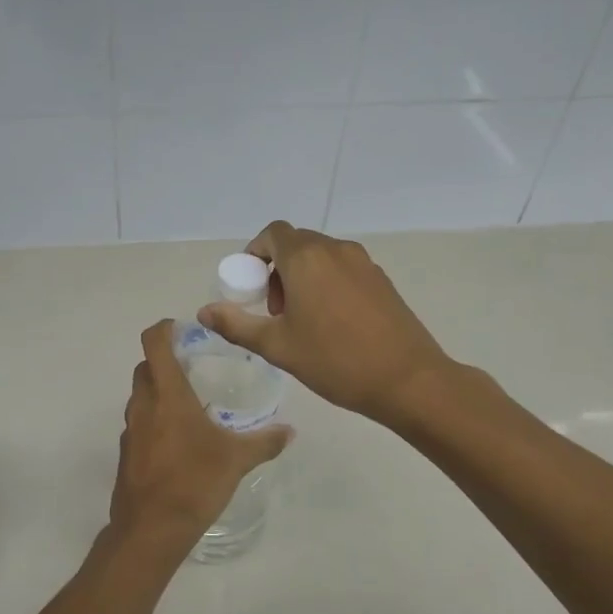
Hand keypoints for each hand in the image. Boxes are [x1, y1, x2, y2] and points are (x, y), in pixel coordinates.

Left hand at [110, 320, 292, 557]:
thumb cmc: (194, 483)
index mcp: (168, 395)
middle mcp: (144, 404)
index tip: (182, 329)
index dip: (164, 329)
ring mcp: (130, 429)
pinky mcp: (126, 452)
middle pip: (145, 367)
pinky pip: (138, 422)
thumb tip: (290, 431)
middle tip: (193, 366)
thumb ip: (264, 442)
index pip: (154, 343)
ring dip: (158, 390)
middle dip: (164, 360)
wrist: (150, 530)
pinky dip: (153, 418)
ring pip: (140, 395)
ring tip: (189, 402)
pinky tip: (177, 439)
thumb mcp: (237, 460)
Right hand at [198, 221, 450, 426]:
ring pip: (321, 256)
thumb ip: (237, 324)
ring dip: (302, 276)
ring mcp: (363, 263)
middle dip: (277, 269)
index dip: (255, 253)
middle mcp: (335, 250)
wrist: (408, 380)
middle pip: (296, 243)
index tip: (251, 287)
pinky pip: (343, 269)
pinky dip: (327, 283)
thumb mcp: (278, 346)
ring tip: (302, 319)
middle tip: (275, 310)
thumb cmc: (335, 361)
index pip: (272, 234)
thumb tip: (204, 311)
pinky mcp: (382, 279)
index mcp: (306, 258)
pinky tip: (332, 323)